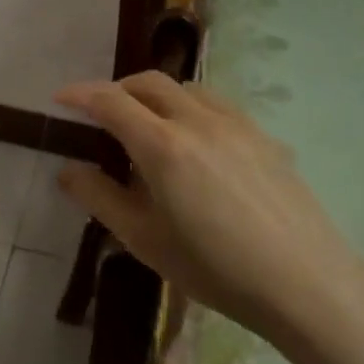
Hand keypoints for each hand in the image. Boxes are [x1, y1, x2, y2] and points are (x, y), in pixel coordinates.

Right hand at [55, 72, 363, 341]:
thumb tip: (68, 170)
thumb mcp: (144, 239)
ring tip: (146, 125)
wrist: (302, 281)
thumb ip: (100, 198)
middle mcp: (199, 121)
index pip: (111, 102)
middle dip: (117, 89)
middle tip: (100, 113)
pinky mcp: (264, 137)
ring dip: (156, 95)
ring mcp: (237, 125)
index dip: (80, 95)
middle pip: (150, 82)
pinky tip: (195, 142)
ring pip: (187, 89)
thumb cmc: (213, 267)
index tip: (60, 98)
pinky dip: (190, 107)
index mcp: (163, 146)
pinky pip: (217, 105)